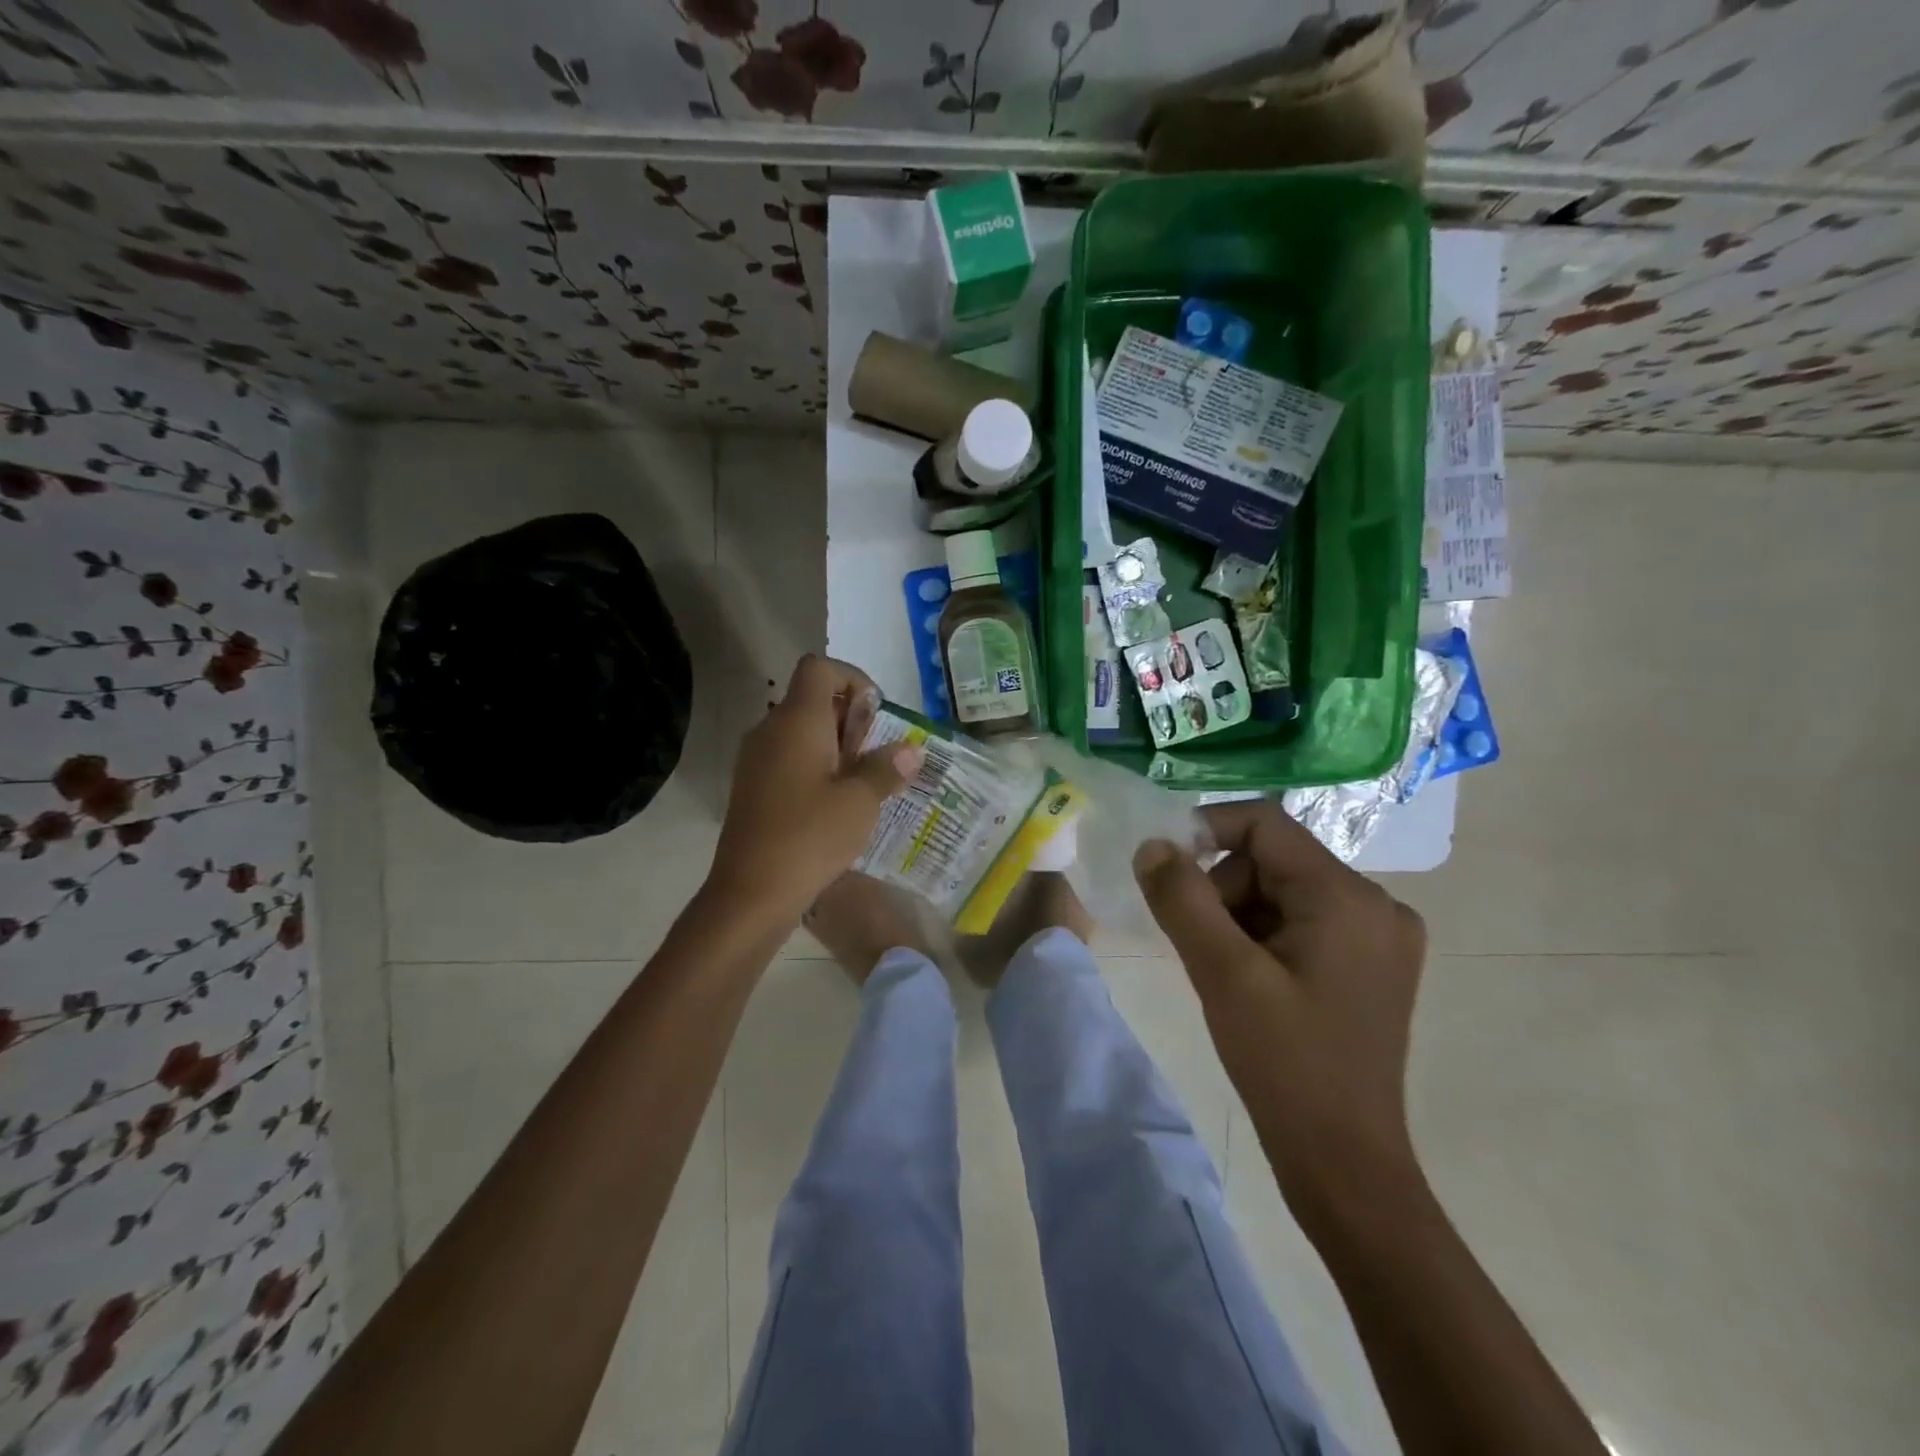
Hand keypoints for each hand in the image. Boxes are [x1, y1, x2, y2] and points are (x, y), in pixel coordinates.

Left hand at [709, 655, 923, 923]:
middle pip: (811, 698)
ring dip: (836, 745)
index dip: (852, 678)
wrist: (751, 892)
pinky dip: (816, 766)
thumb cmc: (811, 836)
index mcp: (797, 720)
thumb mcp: (861, 802)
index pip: (819, 667)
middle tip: (878, 754)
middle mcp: (771, 729)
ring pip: (801, 731)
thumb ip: (886, 768)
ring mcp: (756, 759)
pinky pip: (788, 758)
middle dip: (850, 717)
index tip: (876, 714)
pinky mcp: (752, 787)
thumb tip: (910, 750)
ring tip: (863, 781)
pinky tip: (836, 802)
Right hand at [1133, 801, 1427, 1224]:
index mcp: (1348, 896)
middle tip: (1198, 943)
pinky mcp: (1372, 963)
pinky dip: (1262, 935)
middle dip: (1223, 889)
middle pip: (1272, 859)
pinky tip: (1250, 980)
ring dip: (1239, 916)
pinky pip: (1301, 920)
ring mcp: (1380, 935)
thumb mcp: (1222, 974)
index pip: (1265, 823)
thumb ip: (1181, 898)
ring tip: (1223, 971)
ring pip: (1282, 890)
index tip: (1163, 868)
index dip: (1205, 831)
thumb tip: (1151, 844)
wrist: (1344, 1162)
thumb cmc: (1285, 1064)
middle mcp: (1376, 903)